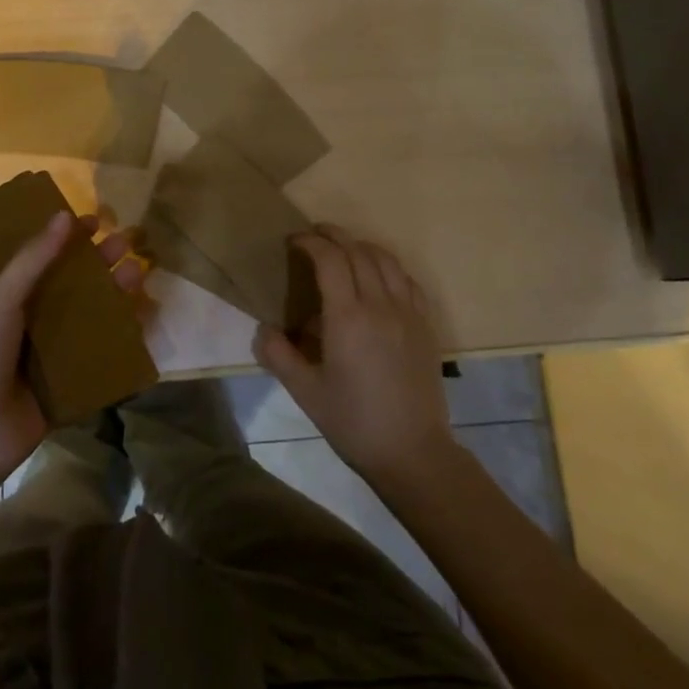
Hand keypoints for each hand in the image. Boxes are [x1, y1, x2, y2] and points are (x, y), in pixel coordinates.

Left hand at [0, 210, 144, 490]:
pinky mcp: (73, 386)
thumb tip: (64, 215)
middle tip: (129, 242)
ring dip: (116, 295)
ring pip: (93, 318)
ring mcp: (55, 356)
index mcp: (11, 300)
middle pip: (75, 286)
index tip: (97, 221)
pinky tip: (145, 321)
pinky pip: (103, 357)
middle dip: (101, 264)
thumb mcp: (0, 301)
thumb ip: (33, 260)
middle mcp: (35, 323)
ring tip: (140, 273)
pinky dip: (123, 340)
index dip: (69, 239)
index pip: (45, 260)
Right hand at [253, 224, 453, 485]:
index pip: (330, 259)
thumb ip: (278, 355)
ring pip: (386, 260)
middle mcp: (379, 305)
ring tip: (344, 250)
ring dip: (362, 246)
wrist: (413, 452)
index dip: (310, 242)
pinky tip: (379, 277)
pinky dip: (389, 267)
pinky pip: (408, 281)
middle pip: (358, 251)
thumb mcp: (305, 392)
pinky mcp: (426, 326)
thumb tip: (263, 329)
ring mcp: (408, 313)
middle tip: (314, 236)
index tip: (293, 241)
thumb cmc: (353, 422)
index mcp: (347, 317)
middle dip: (334, 236)